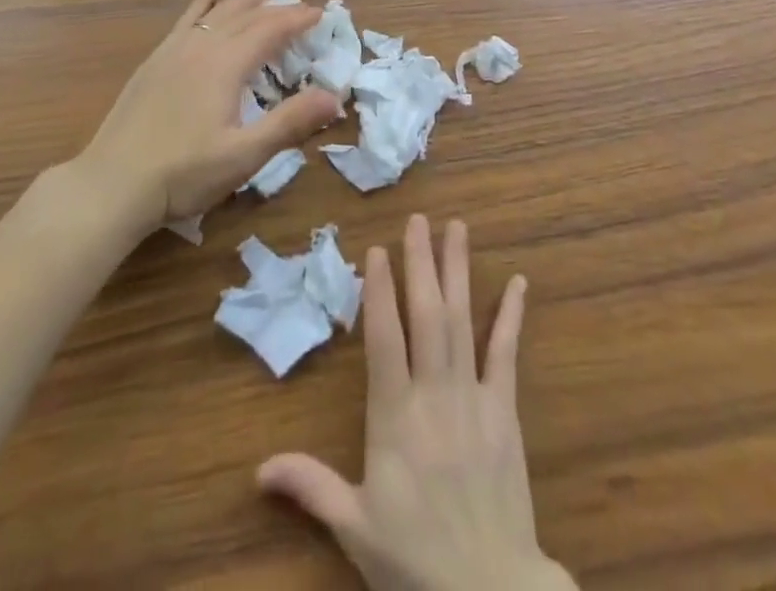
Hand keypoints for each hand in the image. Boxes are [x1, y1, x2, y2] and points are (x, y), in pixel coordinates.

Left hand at [75, 0, 342, 234]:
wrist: (112, 184)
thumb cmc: (184, 173)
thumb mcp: (244, 155)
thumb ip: (290, 122)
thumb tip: (334, 96)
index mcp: (226, 65)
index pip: (270, 30)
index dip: (297, 19)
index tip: (320, 14)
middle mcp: (201, 47)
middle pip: (245, 16)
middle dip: (277, 8)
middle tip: (301, 5)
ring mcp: (173, 52)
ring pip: (216, 13)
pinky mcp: (153, 63)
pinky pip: (184, 21)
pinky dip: (202, 6)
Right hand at [258, 216, 573, 590]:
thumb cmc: (415, 558)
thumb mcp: (354, 526)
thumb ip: (310, 486)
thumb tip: (257, 469)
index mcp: (394, 416)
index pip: (384, 338)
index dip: (380, 291)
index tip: (379, 248)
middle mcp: (433, 393)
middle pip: (426, 314)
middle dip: (421, 262)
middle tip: (419, 218)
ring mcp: (473, 397)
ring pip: (462, 321)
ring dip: (458, 271)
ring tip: (457, 228)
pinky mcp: (504, 411)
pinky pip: (506, 354)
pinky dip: (511, 316)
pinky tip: (518, 282)